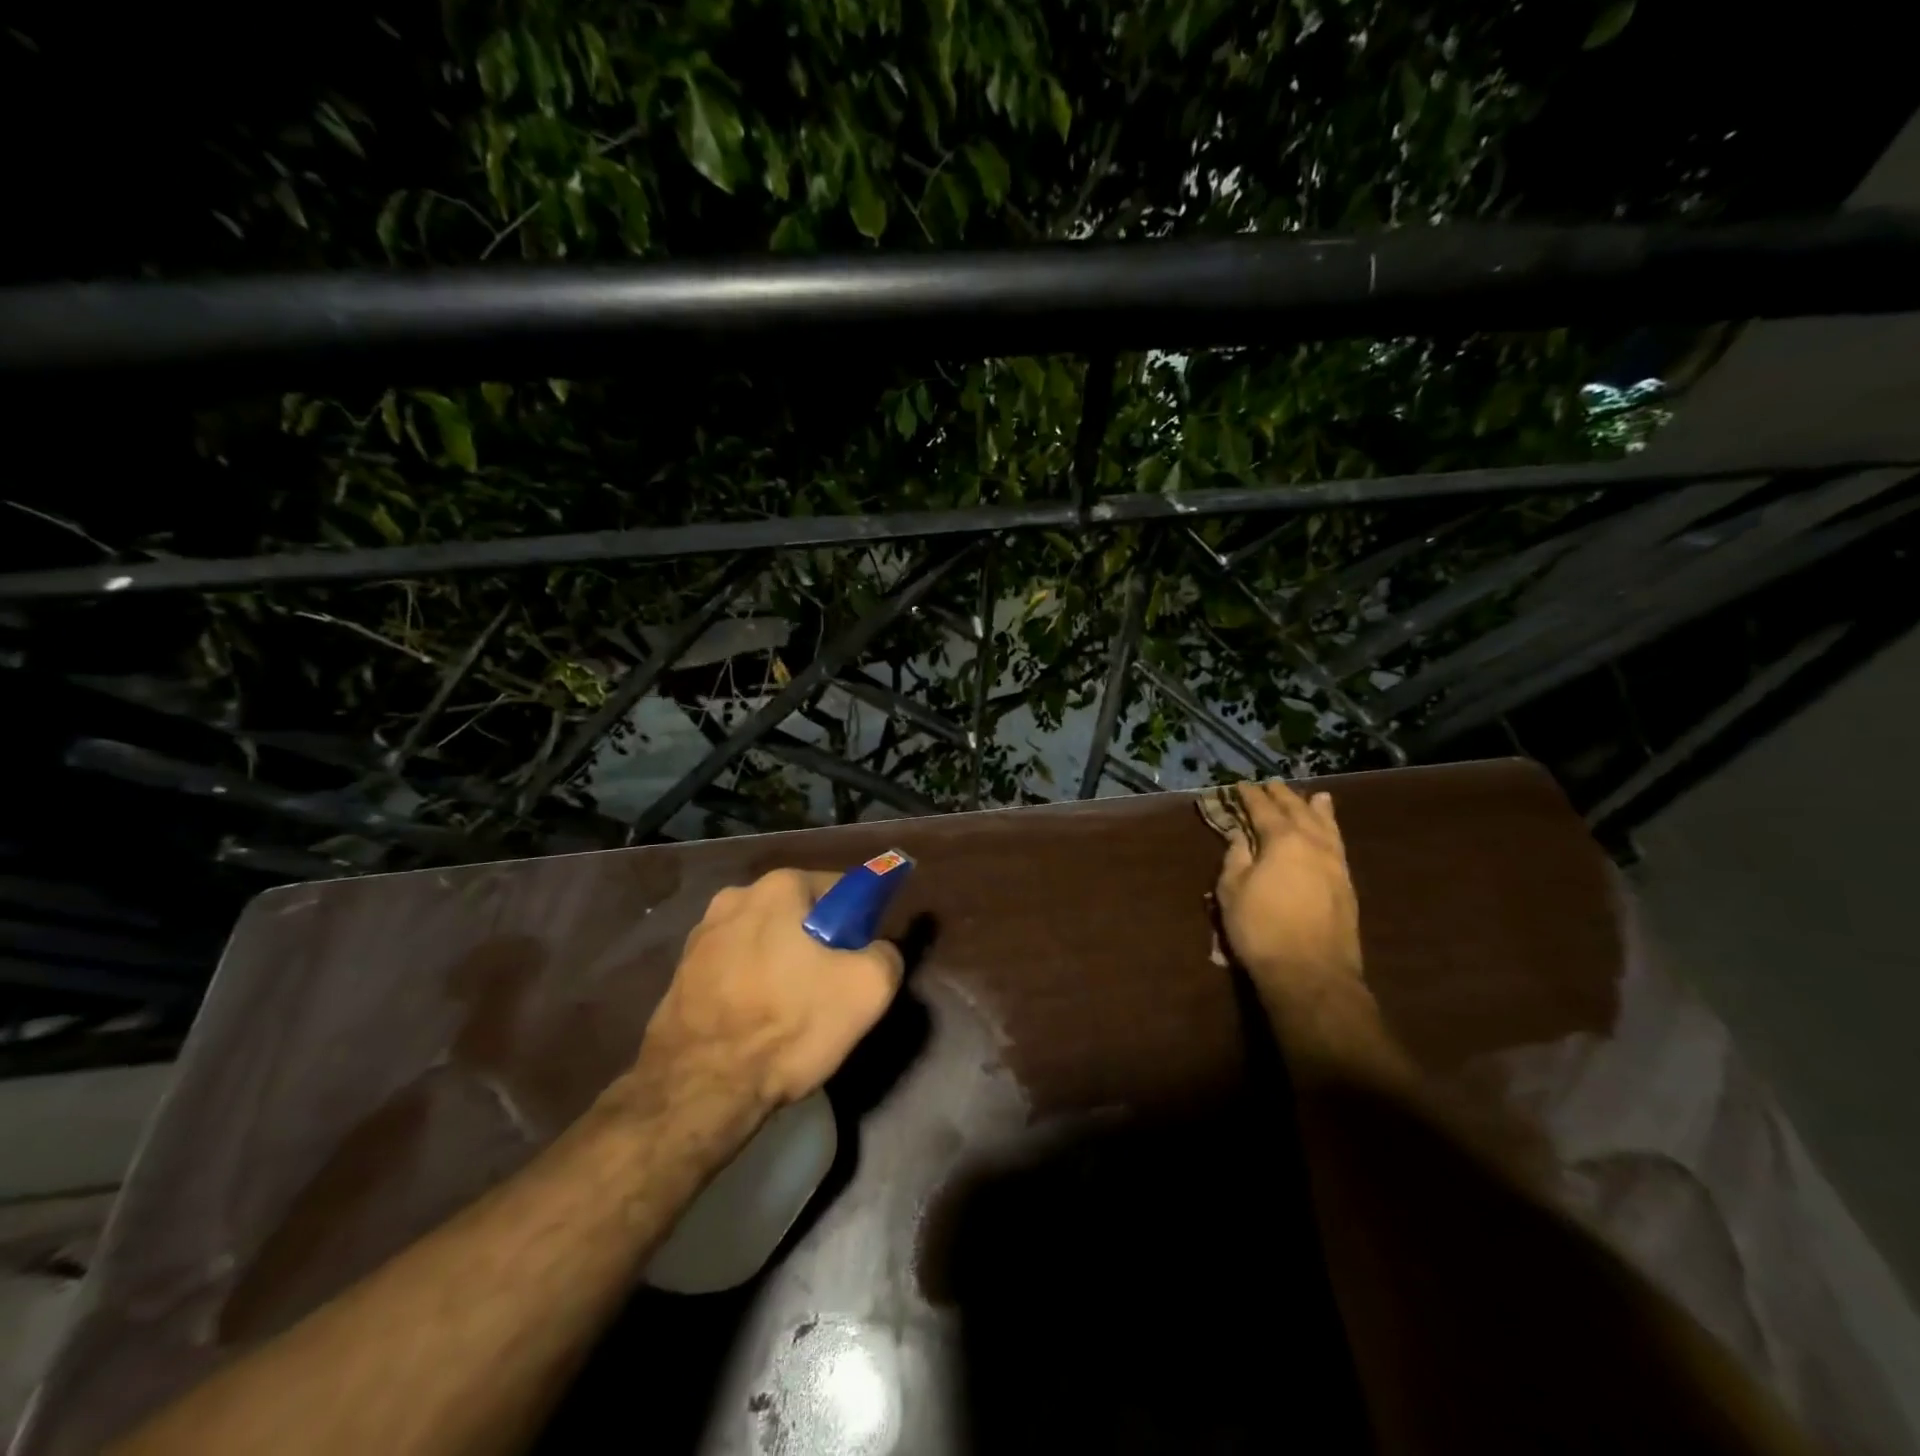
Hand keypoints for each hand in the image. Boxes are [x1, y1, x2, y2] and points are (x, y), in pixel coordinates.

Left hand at [638, 868, 904, 1112]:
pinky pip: (734, 969)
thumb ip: (886, 954)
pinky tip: (756, 1024)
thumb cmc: (789, 1025)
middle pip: (799, 915)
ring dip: (781, 966)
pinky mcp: (681, 974)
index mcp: (778, 887)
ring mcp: (701, 936)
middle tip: (828, 991)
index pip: (840, 890)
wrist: (699, 1090)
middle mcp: (734, 897)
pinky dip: (750, 987)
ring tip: (790, 1014)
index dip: (858, 924)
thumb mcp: (868, 989)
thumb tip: (877, 950)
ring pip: (764, 942)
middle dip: (817, 945)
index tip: (859, 961)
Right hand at [1214, 781, 1363, 1006]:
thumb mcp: (1232, 891)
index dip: (1251, 796)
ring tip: (1317, 796)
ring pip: (1327, 827)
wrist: (1311, 973)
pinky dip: (1332, 831)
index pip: (1264, 810)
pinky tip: (1329, 833)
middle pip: (1298, 811)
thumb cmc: (1261, 929)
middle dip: (1283, 797)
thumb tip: (1240, 837)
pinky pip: (1338, 846)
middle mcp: (1314, 844)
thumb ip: (1236, 858)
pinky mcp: (1347, 886)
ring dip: (1317, 810)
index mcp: (1283, 840)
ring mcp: (1336, 865)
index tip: (1241, 785)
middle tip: (1272, 784)